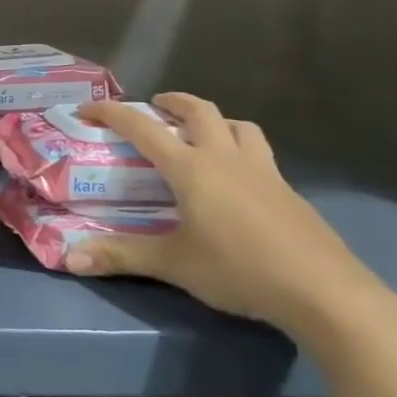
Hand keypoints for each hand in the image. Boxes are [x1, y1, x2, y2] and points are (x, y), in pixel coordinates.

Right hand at [70, 94, 390, 337]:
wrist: (326, 294)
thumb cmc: (240, 269)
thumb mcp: (174, 264)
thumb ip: (121, 256)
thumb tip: (70, 259)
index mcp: (192, 168)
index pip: (143, 127)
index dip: (111, 113)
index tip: (87, 109)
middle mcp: (227, 160)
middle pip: (201, 111)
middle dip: (173, 102)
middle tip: (155, 107)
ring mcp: (265, 174)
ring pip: (239, 127)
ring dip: (215, 120)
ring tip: (200, 134)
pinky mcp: (290, 194)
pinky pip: (260, 155)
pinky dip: (240, 150)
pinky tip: (237, 181)